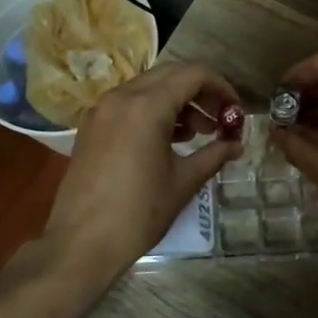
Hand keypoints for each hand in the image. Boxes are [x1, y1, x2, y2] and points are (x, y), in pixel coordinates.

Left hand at [42, 61, 244, 285]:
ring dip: (178, 101)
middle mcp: (122, 96)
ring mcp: (102, 110)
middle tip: (220, 119)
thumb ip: (213, 155)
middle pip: (171, 74)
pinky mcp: (92, 126)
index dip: (221, 87)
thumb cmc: (138, 212)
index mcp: (147, 105)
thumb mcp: (183, 182)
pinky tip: (169, 139)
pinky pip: (129, 103)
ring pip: (149, 87)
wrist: (81, 243)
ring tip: (199, 133)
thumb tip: (236, 145)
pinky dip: (154, 111)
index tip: (236, 111)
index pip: (194, 74)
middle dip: (200, 92)